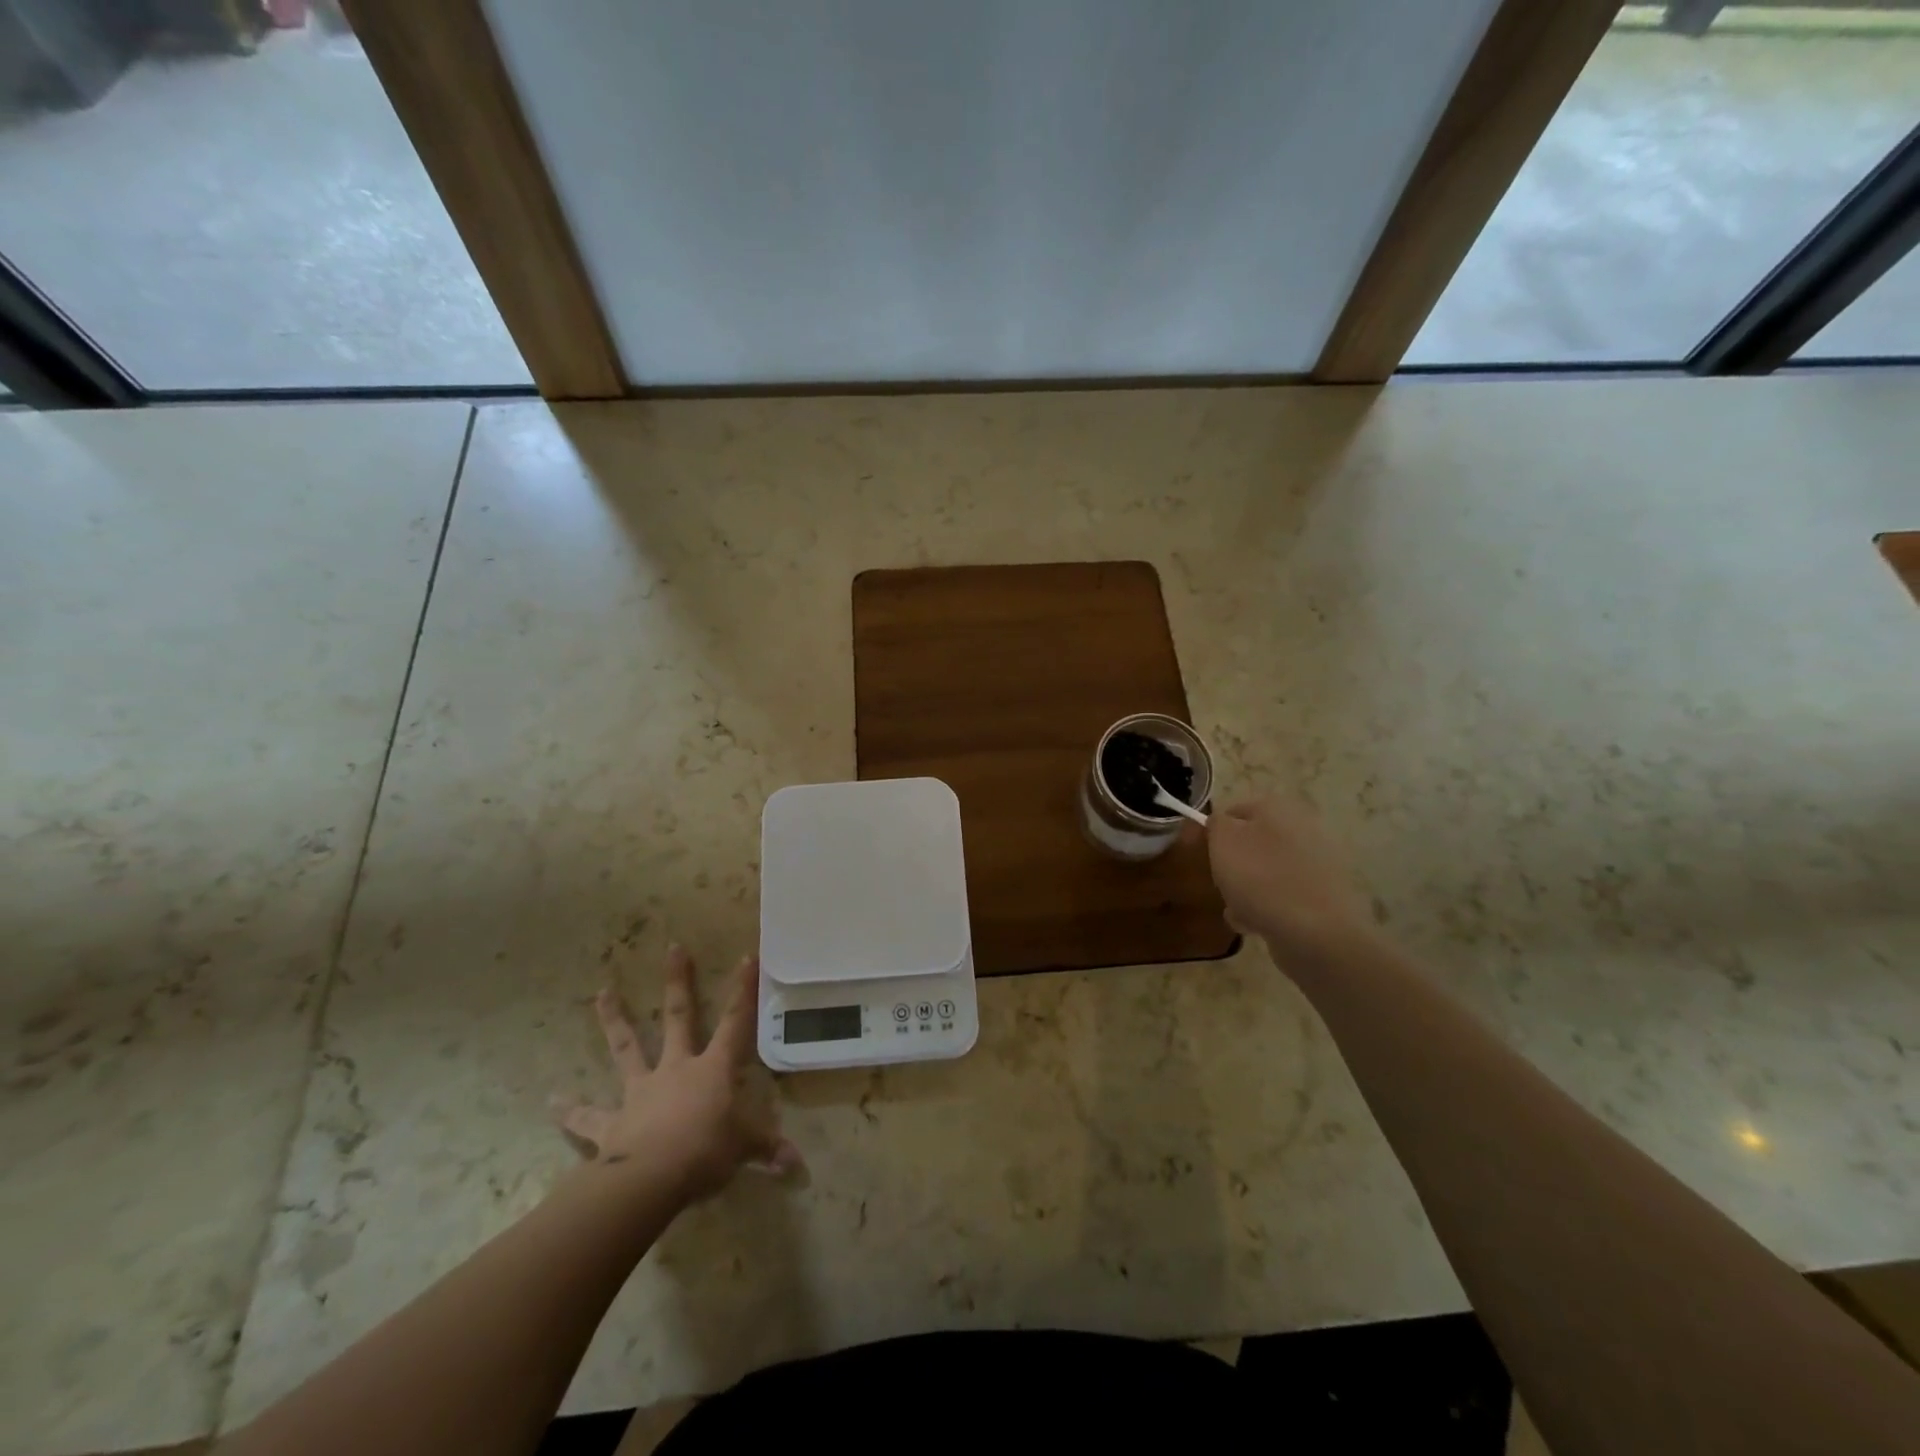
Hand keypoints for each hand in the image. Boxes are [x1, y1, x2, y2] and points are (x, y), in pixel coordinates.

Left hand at [552, 947, 800, 1202]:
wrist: (650, 1180)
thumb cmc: (705, 1153)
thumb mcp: (744, 1150)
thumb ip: (767, 1150)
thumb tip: (797, 1164)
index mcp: (712, 1070)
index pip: (735, 1023)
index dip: (742, 991)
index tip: (746, 956)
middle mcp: (676, 1069)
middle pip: (679, 1017)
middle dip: (678, 982)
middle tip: (673, 948)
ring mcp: (640, 1091)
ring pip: (627, 1048)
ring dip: (615, 1020)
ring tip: (602, 992)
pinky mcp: (611, 1122)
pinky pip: (588, 1116)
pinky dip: (570, 1110)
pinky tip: (551, 1101)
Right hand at [1206, 799, 1371, 964]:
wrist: (1316, 933)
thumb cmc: (1261, 878)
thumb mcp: (1223, 841)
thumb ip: (1215, 823)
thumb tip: (1220, 822)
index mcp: (1277, 807)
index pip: (1233, 811)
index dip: (1211, 831)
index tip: (1196, 853)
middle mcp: (1302, 828)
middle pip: (1250, 843)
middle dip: (1231, 864)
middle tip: (1219, 882)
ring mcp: (1317, 864)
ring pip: (1265, 872)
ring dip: (1246, 889)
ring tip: (1237, 909)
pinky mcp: (1323, 896)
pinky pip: (1282, 896)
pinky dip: (1266, 908)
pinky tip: (1256, 925)